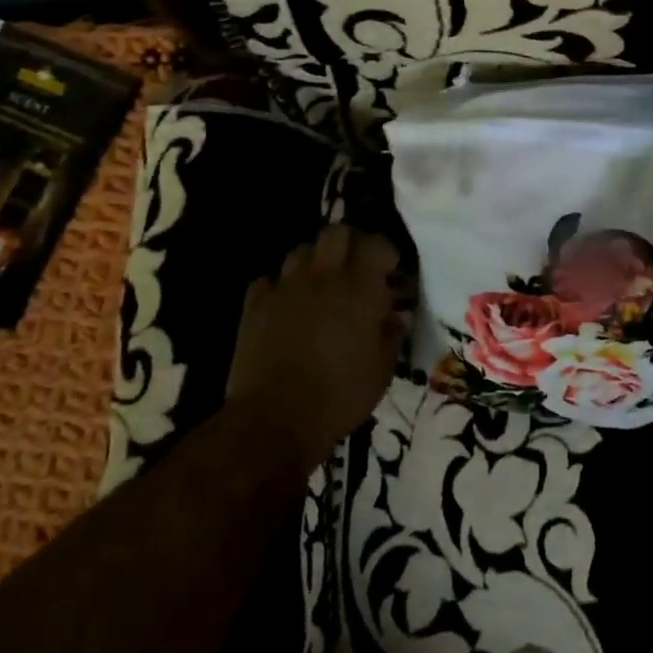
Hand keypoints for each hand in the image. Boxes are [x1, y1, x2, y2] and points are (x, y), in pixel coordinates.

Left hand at [225, 224, 404, 475]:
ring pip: (301, 251)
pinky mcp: (254, 303)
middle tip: (356, 266)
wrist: (274, 419)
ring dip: (315, 261)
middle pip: (336, 233)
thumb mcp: (380, 372)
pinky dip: (281, 286)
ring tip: (321, 284)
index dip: (385, 252)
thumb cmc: (338, 397)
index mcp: (358, 290)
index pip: (375, 245)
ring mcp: (285, 287)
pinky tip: (286, 305)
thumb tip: (398, 315)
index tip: (390, 270)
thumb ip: (391, 336)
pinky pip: (270, 280)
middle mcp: (322, 277)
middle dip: (350, 242)